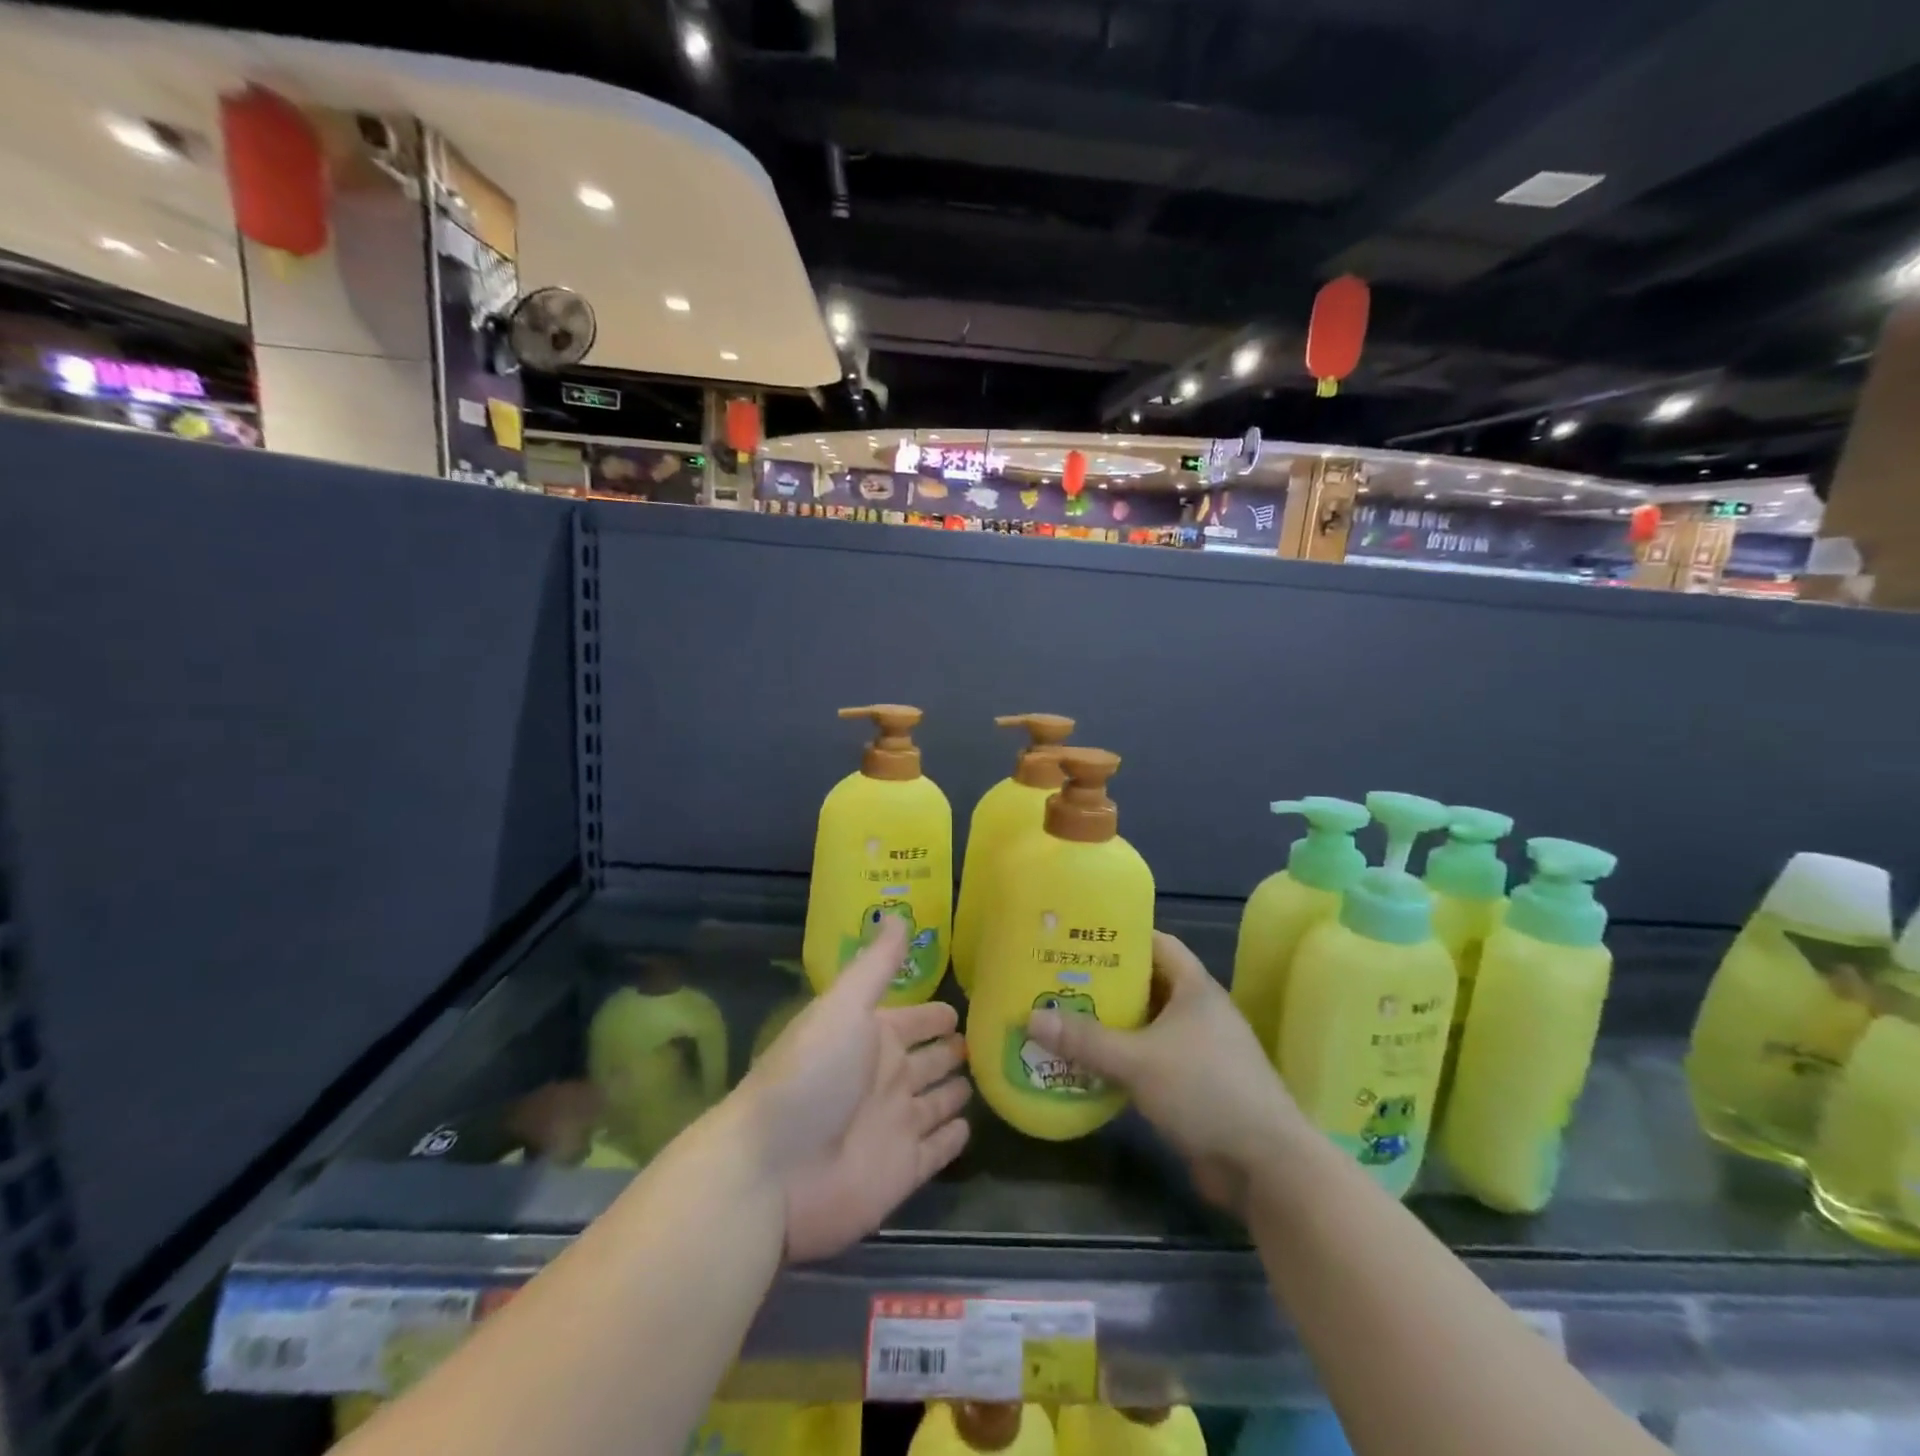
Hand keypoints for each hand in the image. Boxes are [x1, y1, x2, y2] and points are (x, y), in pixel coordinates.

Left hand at [739, 916, 971, 1261]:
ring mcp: (896, 1126)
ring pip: (937, 1102)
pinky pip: (938, 1150)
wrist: (772, 1171)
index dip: (934, 1014)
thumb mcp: (844, 1006)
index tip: (963, 1003)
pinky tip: (970, 1126)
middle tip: (987, 1039)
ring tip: (988, 1077)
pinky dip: (954, 1138)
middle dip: (952, 1050)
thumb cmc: (811, 1075)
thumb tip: (897, 912)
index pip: (913, 1021)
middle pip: (928, 1061)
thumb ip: (876, 964)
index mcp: (871, 1038)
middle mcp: (886, 1079)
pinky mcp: (905, 1171)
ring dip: (956, 1091)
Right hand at [1025, 931, 1305, 1216]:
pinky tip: (1089, 1066)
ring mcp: (1200, 1050)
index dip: (1122, 936)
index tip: (1080, 938)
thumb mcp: (1138, 1060)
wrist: (1265, 1165)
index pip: (1157, 943)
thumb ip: (1085, 1040)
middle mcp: (1199, 1012)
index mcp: (1195, 988)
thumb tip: (1031, 1018)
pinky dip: (1123, 1059)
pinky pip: (1151, 1060)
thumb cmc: (1205, 1090)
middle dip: (1106, 983)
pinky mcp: (1195, 1086)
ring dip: (1112, 1025)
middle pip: (1147, 984)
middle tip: (1059, 980)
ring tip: (1064, 1019)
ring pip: (1147, 1025)